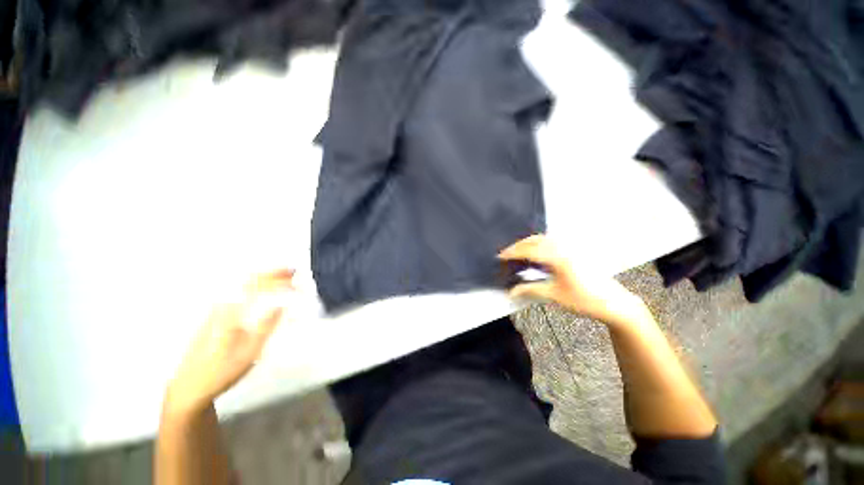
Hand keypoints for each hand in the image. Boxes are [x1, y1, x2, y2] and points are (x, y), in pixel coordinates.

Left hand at [164, 269, 294, 416]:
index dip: (278, 282)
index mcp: (230, 313)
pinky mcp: (214, 316)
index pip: (257, 287)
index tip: (296, 284)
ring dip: (264, 278)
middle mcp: (221, 306)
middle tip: (292, 271)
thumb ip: (267, 325)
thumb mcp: (250, 352)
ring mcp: (216, 310)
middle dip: (272, 273)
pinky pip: (237, 292)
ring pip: (241, 284)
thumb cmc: (222, 370)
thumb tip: (282, 305)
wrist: (189, 386)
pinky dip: (255, 285)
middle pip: (248, 280)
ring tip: (282, 277)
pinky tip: (263, 290)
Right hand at [499, 235, 645, 326]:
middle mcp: (563, 248)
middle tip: (506, 254)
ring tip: (517, 253)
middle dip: (518, 245)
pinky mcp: (574, 252)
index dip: (512, 252)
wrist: (614, 303)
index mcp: (558, 257)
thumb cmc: (584, 300)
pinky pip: (551, 243)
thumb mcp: (554, 295)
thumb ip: (530, 289)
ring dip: (528, 243)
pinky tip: (535, 254)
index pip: (529, 250)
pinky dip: (538, 245)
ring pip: (543, 239)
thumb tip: (511, 291)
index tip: (500, 256)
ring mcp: (570, 249)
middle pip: (535, 240)